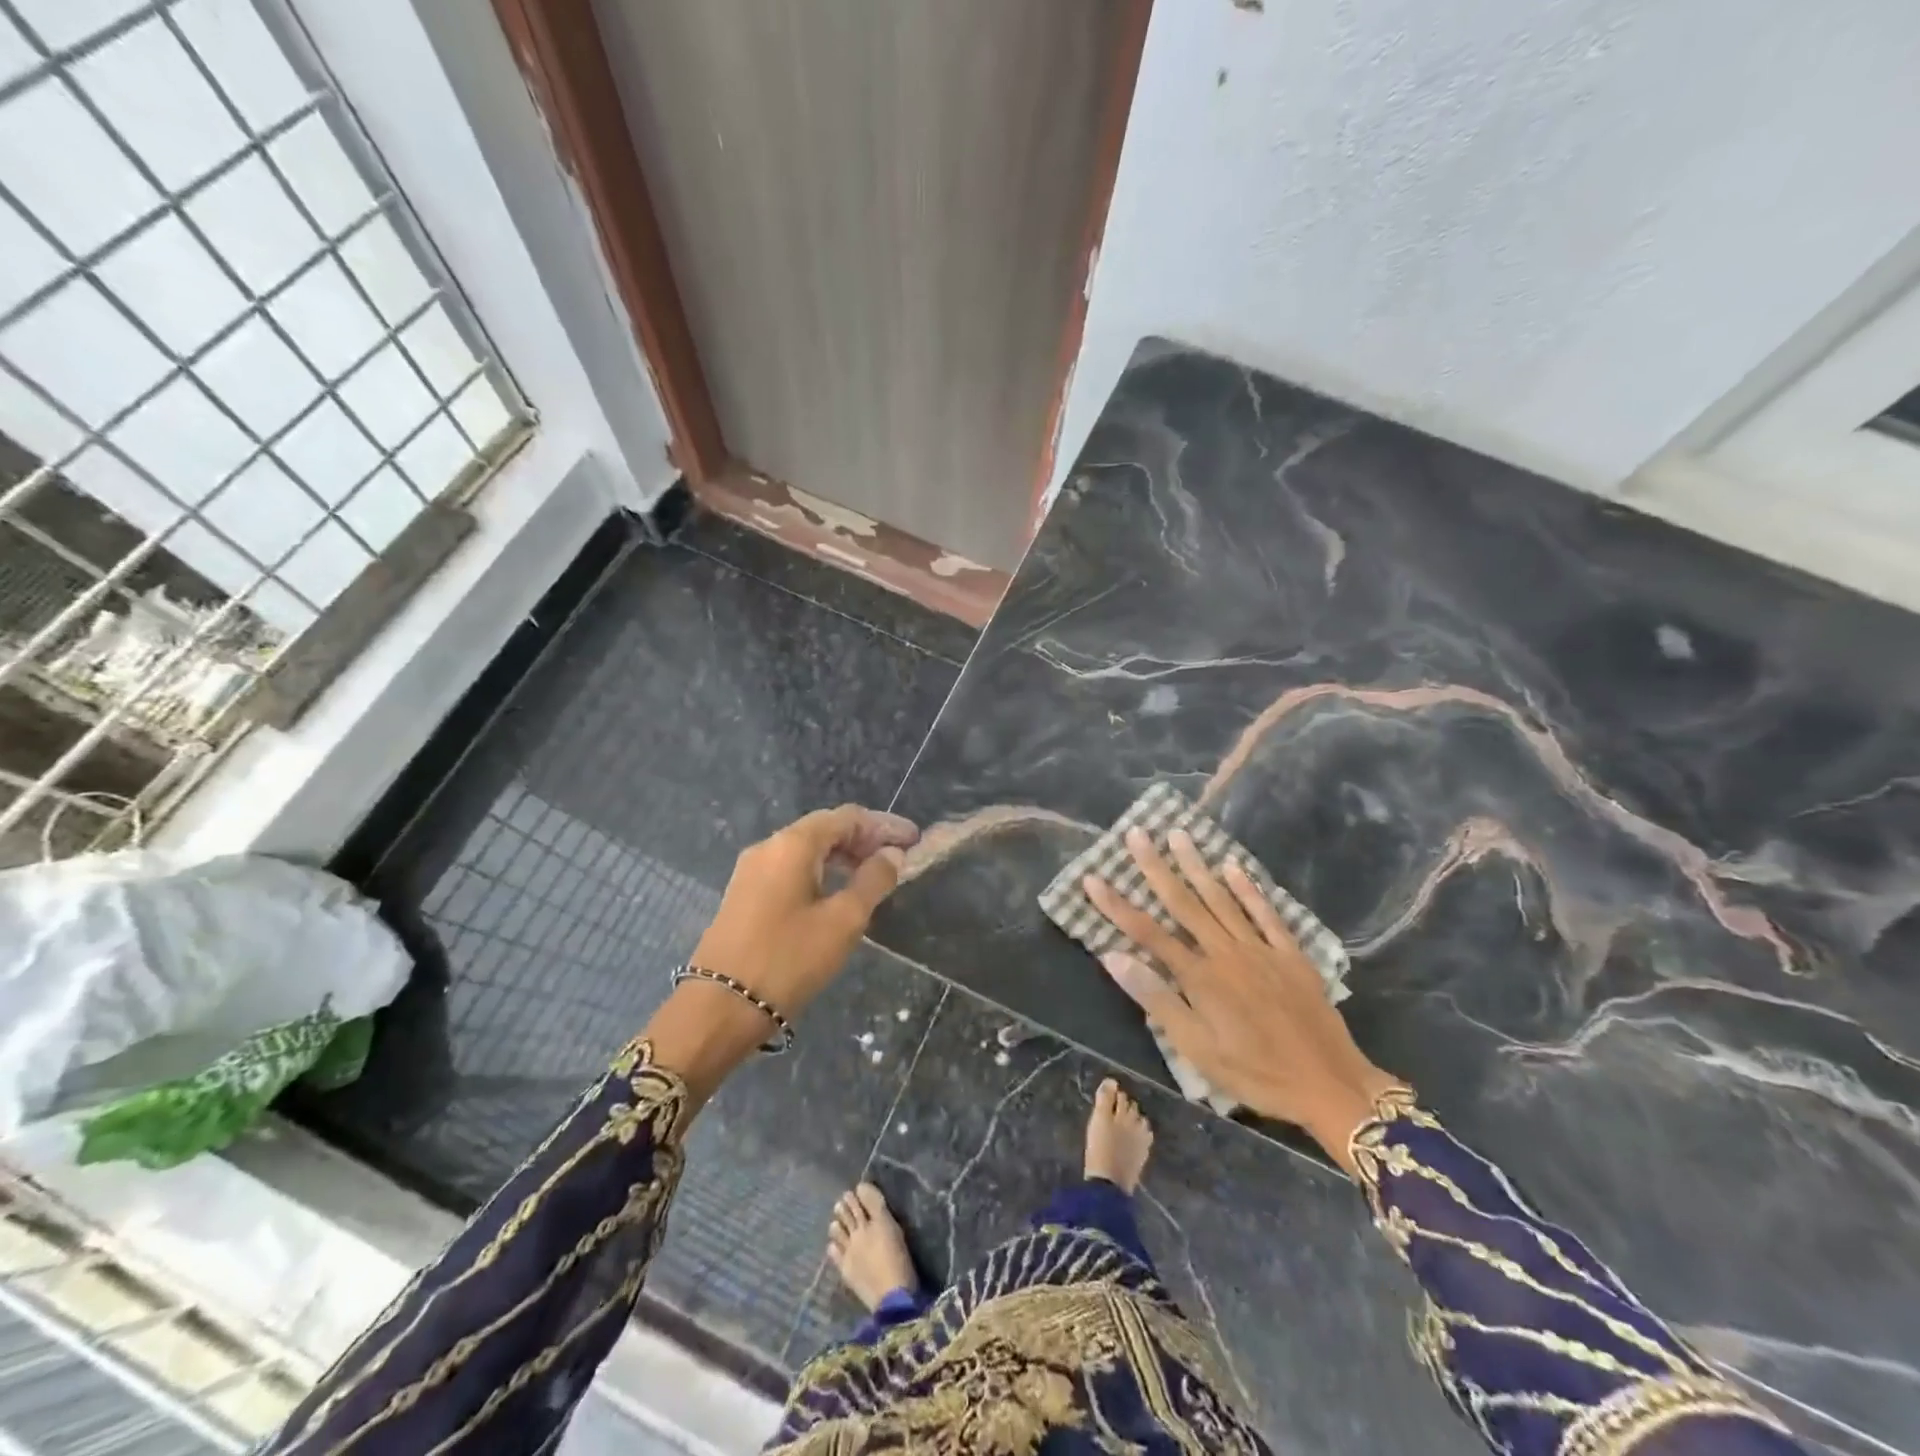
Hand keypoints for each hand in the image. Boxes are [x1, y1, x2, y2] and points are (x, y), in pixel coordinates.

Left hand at [644, 805, 917, 1106]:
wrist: (719, 1008)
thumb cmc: (788, 960)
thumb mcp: (843, 921)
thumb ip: (872, 882)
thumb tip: (892, 855)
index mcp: (793, 844)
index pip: (847, 818)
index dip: (884, 825)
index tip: (913, 840)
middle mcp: (769, 847)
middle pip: (825, 829)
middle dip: (864, 839)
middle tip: (898, 858)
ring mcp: (752, 871)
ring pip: (807, 850)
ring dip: (843, 857)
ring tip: (874, 877)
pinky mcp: (744, 895)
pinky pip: (791, 869)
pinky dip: (822, 872)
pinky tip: (838, 894)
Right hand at [1083, 828, 1403, 1172]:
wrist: (1329, 1084)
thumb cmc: (1255, 1073)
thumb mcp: (1197, 1049)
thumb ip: (1156, 999)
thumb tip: (1114, 957)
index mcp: (1199, 977)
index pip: (1147, 933)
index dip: (1116, 905)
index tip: (1092, 879)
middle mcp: (1225, 952)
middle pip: (1183, 903)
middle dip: (1156, 867)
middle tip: (1137, 834)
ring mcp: (1260, 948)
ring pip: (1221, 898)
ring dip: (1197, 865)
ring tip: (1179, 834)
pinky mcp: (1290, 953)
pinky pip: (1266, 913)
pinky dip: (1248, 888)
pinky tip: (1233, 866)